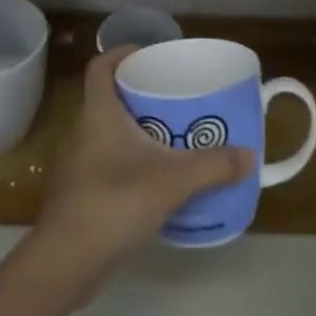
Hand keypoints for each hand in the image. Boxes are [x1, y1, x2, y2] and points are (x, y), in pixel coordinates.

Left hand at [32, 47, 251, 287]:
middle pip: (108, 98)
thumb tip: (249, 156)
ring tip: (170, 140)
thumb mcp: (173, 181)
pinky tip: (153, 182)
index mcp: (98, 113)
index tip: (148, 56)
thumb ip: (213, 166)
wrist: (66, 262)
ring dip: (135, 133)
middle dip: (138, 96)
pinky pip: (106, 165)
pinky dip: (128, 164)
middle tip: (173, 100)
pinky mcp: (79, 195)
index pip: (100, 66)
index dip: (121, 54)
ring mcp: (77, 165)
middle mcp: (82, 131)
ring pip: (107, 134)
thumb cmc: (115, 201)